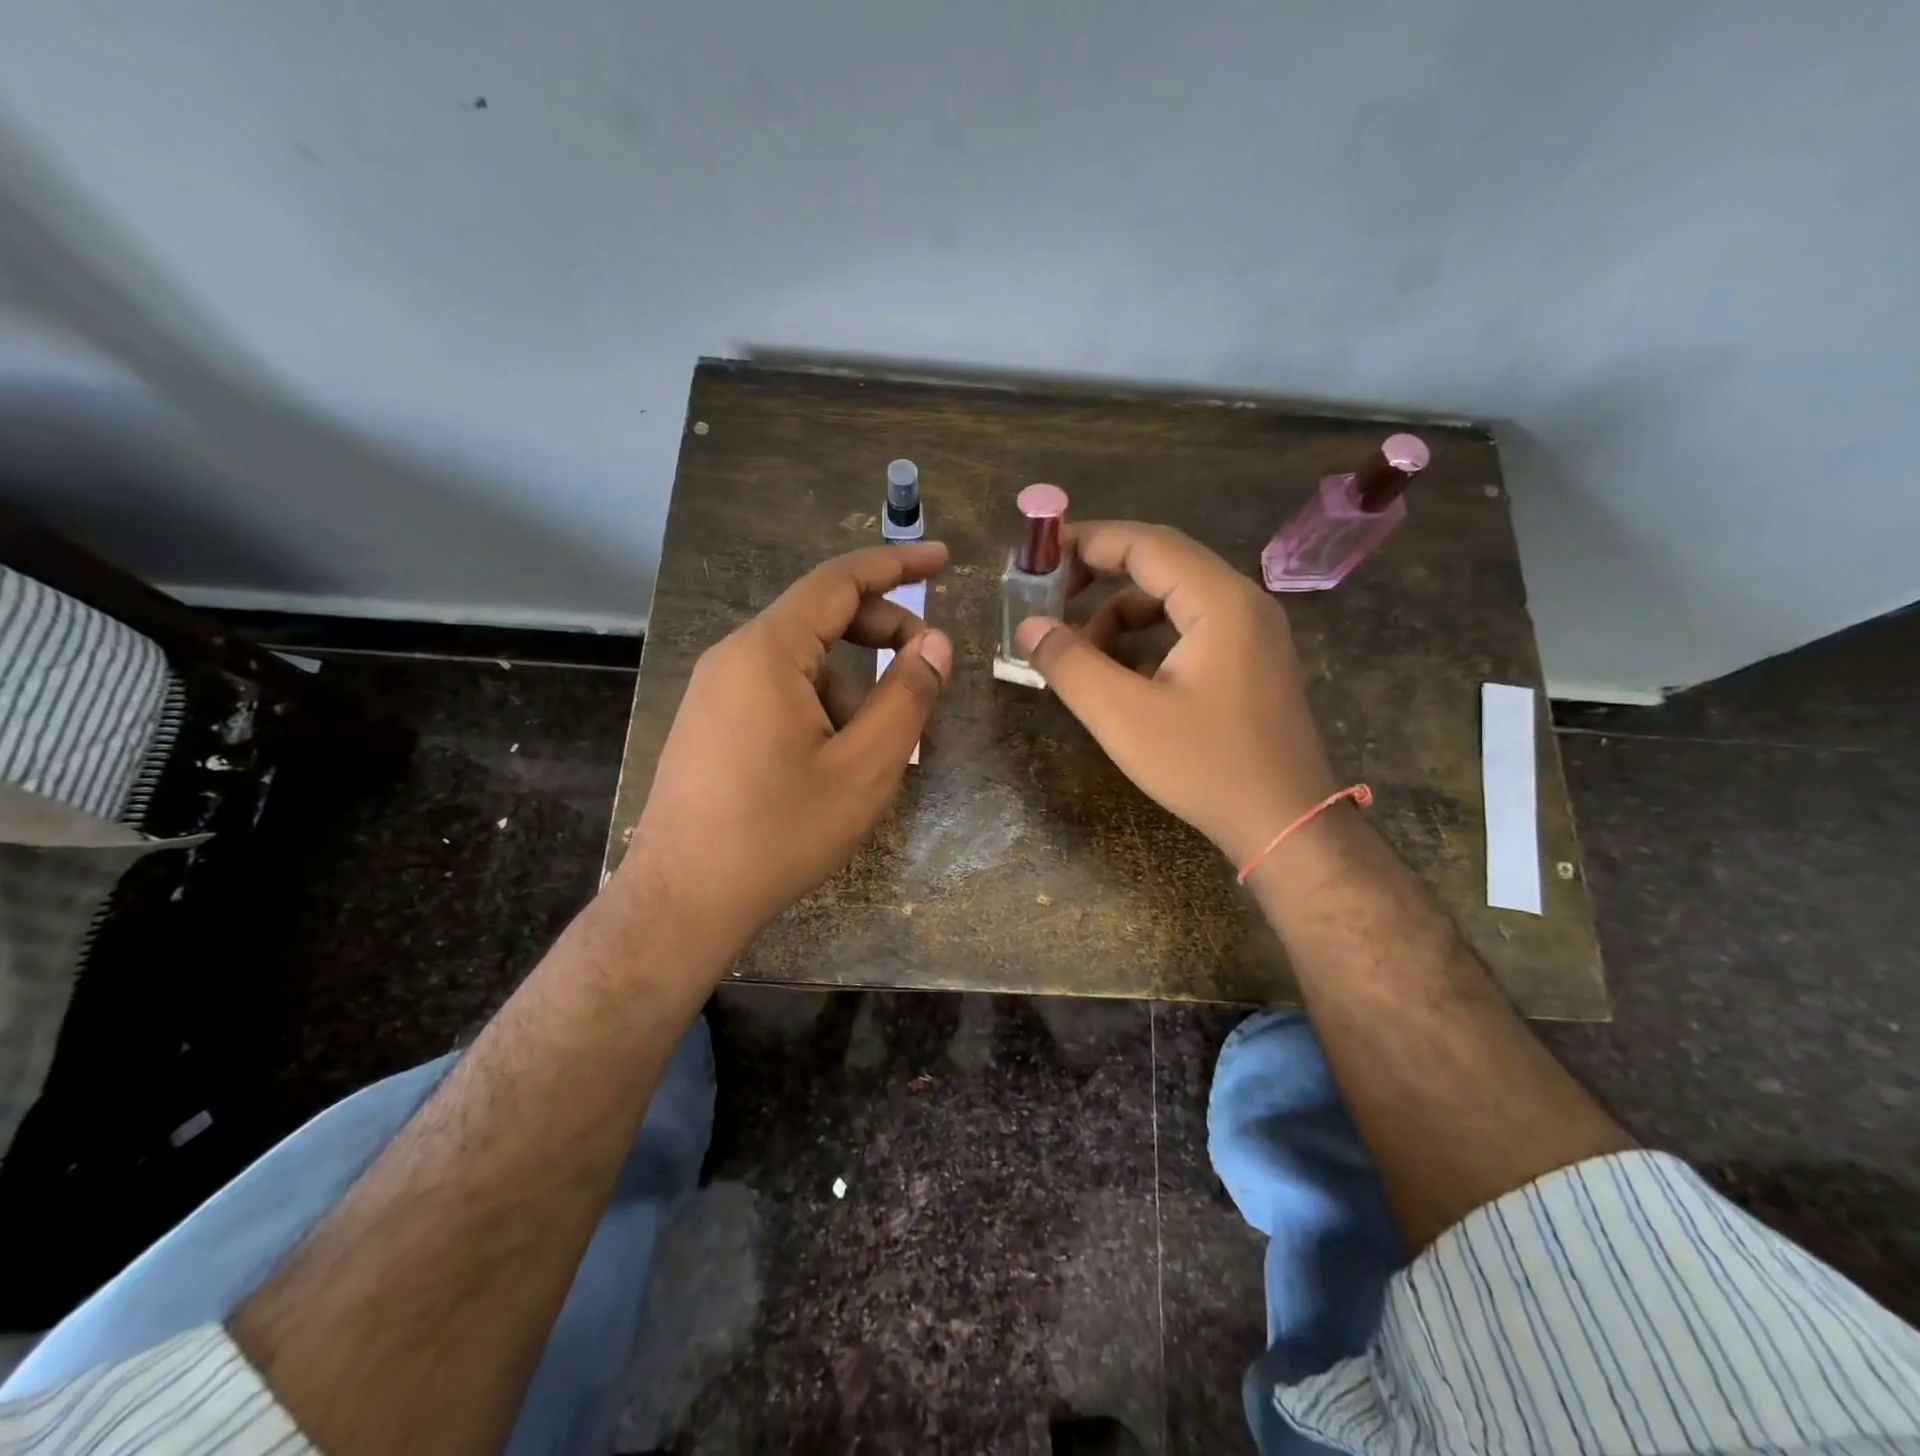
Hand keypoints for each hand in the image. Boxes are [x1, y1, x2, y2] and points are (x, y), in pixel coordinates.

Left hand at [624, 542, 951, 955]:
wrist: (683, 900)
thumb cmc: (779, 832)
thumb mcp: (865, 768)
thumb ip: (909, 697)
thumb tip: (935, 645)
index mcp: (768, 651)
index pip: (840, 581)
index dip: (896, 564)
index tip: (943, 560)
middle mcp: (736, 656)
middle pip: (822, 619)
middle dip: (884, 635)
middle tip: (930, 671)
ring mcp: (717, 690)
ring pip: (805, 663)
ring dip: (855, 686)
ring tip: (880, 747)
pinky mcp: (713, 722)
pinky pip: (780, 691)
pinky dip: (823, 706)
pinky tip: (837, 760)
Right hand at [1014, 522, 1337, 872]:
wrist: (1286, 823)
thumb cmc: (1206, 766)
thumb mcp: (1123, 716)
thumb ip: (1070, 664)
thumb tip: (1028, 626)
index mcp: (1220, 601)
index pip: (1145, 544)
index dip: (1087, 541)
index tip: (1039, 555)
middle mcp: (1242, 602)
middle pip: (1161, 562)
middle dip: (1099, 573)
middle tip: (1049, 595)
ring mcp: (1252, 631)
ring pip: (1173, 598)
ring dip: (1120, 613)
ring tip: (1080, 652)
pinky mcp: (1250, 660)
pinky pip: (1189, 627)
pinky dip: (1147, 637)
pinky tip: (1121, 675)